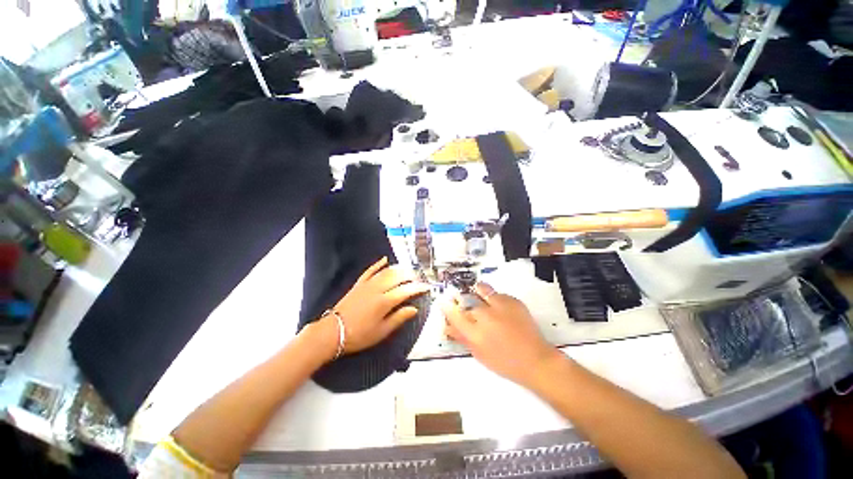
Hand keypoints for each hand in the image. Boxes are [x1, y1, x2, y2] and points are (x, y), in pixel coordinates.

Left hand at [323, 257, 429, 356]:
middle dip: (411, 276)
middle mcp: (378, 289)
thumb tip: (414, 309)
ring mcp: (367, 284)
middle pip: (398, 277)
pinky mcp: (359, 283)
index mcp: (385, 302)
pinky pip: (370, 270)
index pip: (406, 290)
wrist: (332, 332)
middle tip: (418, 279)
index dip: (418, 288)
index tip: (426, 288)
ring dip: (399, 268)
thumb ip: (399, 318)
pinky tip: (385, 259)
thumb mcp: (382, 331)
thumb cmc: (359, 335)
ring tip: (408, 270)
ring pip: (386, 271)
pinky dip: (378, 264)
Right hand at [442, 283, 558, 386]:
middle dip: (463, 300)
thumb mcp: (479, 354)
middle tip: (465, 303)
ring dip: (478, 292)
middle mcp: (486, 316)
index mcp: (475, 333)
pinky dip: (495, 298)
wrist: (535, 360)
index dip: (447, 307)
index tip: (443, 302)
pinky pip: (498, 294)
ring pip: (482, 289)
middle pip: (467, 300)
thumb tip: (447, 327)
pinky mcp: (513, 301)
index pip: (454, 315)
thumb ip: (462, 338)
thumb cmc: (504, 362)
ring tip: (480, 296)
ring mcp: (500, 306)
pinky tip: (499, 307)